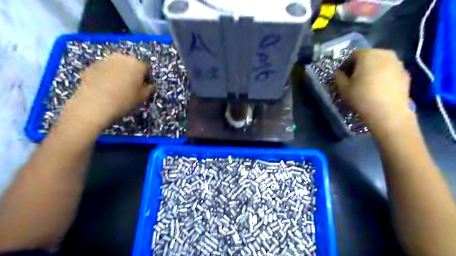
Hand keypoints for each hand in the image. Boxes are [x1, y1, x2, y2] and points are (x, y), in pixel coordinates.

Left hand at [62, 54, 152, 129]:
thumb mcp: (143, 97)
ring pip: (117, 65)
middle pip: (131, 64)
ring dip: (119, 73)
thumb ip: (150, 88)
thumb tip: (151, 84)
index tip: (144, 87)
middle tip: (131, 86)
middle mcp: (122, 57)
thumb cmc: (124, 100)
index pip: (146, 68)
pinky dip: (106, 75)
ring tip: (117, 87)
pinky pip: (104, 69)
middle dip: (132, 73)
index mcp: (137, 64)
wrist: (94, 104)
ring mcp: (105, 60)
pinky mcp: (92, 65)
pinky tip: (105, 87)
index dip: (146, 78)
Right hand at [334, 49, 413, 134]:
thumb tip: (338, 73)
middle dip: (360, 66)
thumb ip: (338, 77)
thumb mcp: (343, 88)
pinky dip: (383, 76)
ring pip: (380, 63)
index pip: (353, 55)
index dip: (346, 65)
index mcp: (367, 55)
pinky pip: (390, 71)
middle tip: (354, 79)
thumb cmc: (362, 97)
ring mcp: (398, 63)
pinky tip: (379, 89)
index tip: (342, 76)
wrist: (388, 112)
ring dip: (372, 70)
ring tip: (367, 84)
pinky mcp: (406, 73)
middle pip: (368, 57)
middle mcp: (384, 54)